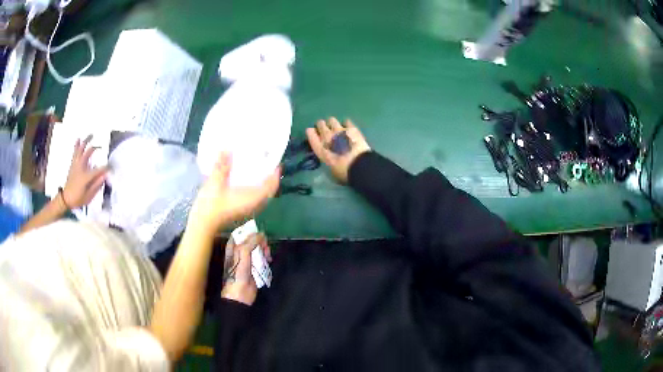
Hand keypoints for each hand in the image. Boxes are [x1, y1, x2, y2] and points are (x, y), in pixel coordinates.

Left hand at [63, 135, 107, 208]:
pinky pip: (75, 152)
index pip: (98, 170)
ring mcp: (75, 165)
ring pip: (80, 149)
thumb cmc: (77, 199)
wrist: (66, 199)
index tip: (111, 167)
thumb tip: (104, 176)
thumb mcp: (88, 196)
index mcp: (85, 176)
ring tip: (90, 135)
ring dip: (85, 142)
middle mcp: (80, 167)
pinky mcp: (72, 165)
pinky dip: (76, 145)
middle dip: (95, 148)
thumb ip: (96, 185)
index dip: (106, 168)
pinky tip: (78, 139)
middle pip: (88, 153)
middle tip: (101, 145)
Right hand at [189, 153, 279, 236]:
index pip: (270, 187)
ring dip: (262, 186)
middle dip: (270, 180)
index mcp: (252, 199)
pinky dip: (255, 191)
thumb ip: (222, 166)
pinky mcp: (240, 213)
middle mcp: (253, 206)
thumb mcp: (215, 183)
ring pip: (261, 197)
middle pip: (268, 192)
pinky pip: (254, 200)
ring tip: (259, 172)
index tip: (276, 164)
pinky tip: (246, 183)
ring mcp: (247, 211)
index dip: (275, 176)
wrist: (202, 226)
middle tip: (268, 165)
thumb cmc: (211, 206)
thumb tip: (227, 149)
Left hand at [221, 233, 270, 305]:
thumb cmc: (238, 271)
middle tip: (265, 247)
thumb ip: (251, 241)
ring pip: (258, 249)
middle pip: (252, 240)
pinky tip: (269, 261)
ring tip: (267, 256)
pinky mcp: (254, 267)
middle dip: (260, 242)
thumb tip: (261, 234)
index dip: (251, 232)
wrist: (241, 292)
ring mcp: (247, 260)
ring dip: (264, 250)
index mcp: (233, 246)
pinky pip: (262, 258)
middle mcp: (240, 251)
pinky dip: (266, 258)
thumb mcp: (243, 252)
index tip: (260, 233)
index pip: (242, 233)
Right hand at [306, 117, 370, 183]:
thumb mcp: (330, 170)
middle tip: (326, 131)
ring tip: (336, 129)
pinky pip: (346, 121)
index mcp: (320, 148)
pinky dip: (346, 124)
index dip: (311, 132)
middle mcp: (327, 136)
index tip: (313, 133)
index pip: (310, 134)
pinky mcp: (352, 128)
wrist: (360, 166)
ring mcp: (340, 130)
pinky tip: (348, 129)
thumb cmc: (344, 172)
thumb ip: (327, 159)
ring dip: (332, 124)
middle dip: (322, 126)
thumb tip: (329, 156)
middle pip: (320, 124)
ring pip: (331, 120)